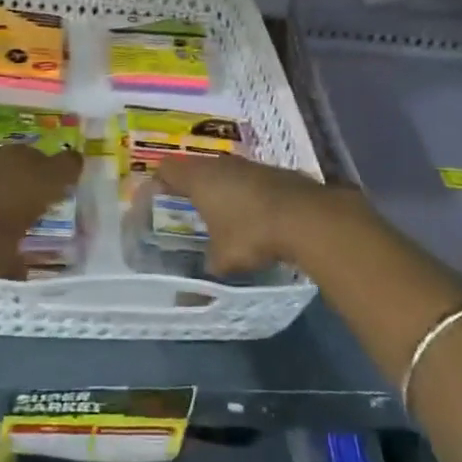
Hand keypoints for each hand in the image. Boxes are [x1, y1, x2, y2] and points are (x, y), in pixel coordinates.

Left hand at [0, 141, 82, 278]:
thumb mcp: (4, 260)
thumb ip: (18, 264)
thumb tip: (23, 274)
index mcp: (45, 180)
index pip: (71, 166)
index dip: (70, 174)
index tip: (65, 187)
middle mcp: (24, 158)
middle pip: (39, 159)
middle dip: (36, 176)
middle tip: (30, 198)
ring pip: (10, 158)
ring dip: (8, 173)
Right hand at [153, 156, 349, 276]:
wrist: (306, 217)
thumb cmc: (251, 233)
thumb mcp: (223, 260)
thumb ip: (205, 270)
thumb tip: (188, 296)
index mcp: (199, 178)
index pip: (167, 168)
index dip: (158, 181)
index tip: (155, 198)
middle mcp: (221, 164)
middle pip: (196, 167)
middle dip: (190, 186)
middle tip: (186, 207)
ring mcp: (250, 165)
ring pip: (225, 171)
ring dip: (220, 188)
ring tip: (219, 213)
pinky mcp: (274, 172)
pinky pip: (249, 179)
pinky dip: (244, 193)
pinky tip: (251, 215)